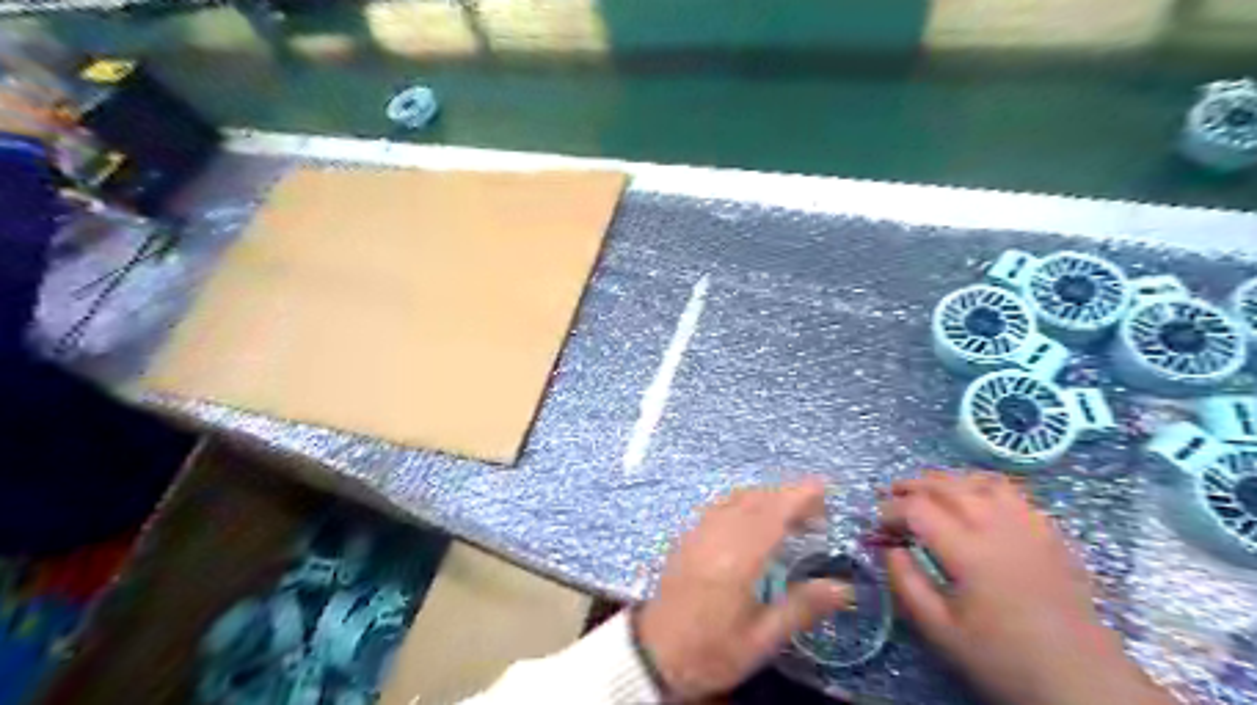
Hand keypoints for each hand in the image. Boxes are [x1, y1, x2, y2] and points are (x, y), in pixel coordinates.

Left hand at [641, 482, 853, 702]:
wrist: (654, 654)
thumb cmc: (711, 651)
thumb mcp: (761, 641)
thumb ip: (801, 608)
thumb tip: (844, 587)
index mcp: (737, 560)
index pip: (772, 514)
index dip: (798, 496)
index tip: (823, 488)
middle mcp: (716, 536)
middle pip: (755, 500)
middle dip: (787, 495)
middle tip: (817, 510)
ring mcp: (698, 533)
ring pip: (735, 499)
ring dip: (766, 496)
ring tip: (791, 514)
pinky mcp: (686, 537)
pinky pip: (719, 506)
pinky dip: (743, 502)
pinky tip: (753, 518)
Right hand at [888, 472, 1173, 704]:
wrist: (1082, 682)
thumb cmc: (1003, 658)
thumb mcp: (940, 630)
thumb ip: (905, 582)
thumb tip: (888, 547)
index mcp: (968, 551)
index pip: (916, 509)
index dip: (888, 512)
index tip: (877, 528)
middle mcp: (997, 525)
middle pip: (944, 484)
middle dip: (909, 486)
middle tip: (889, 499)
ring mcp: (1028, 524)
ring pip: (977, 479)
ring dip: (945, 480)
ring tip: (927, 492)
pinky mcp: (1049, 531)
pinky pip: (1010, 490)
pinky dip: (980, 485)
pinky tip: (973, 499)